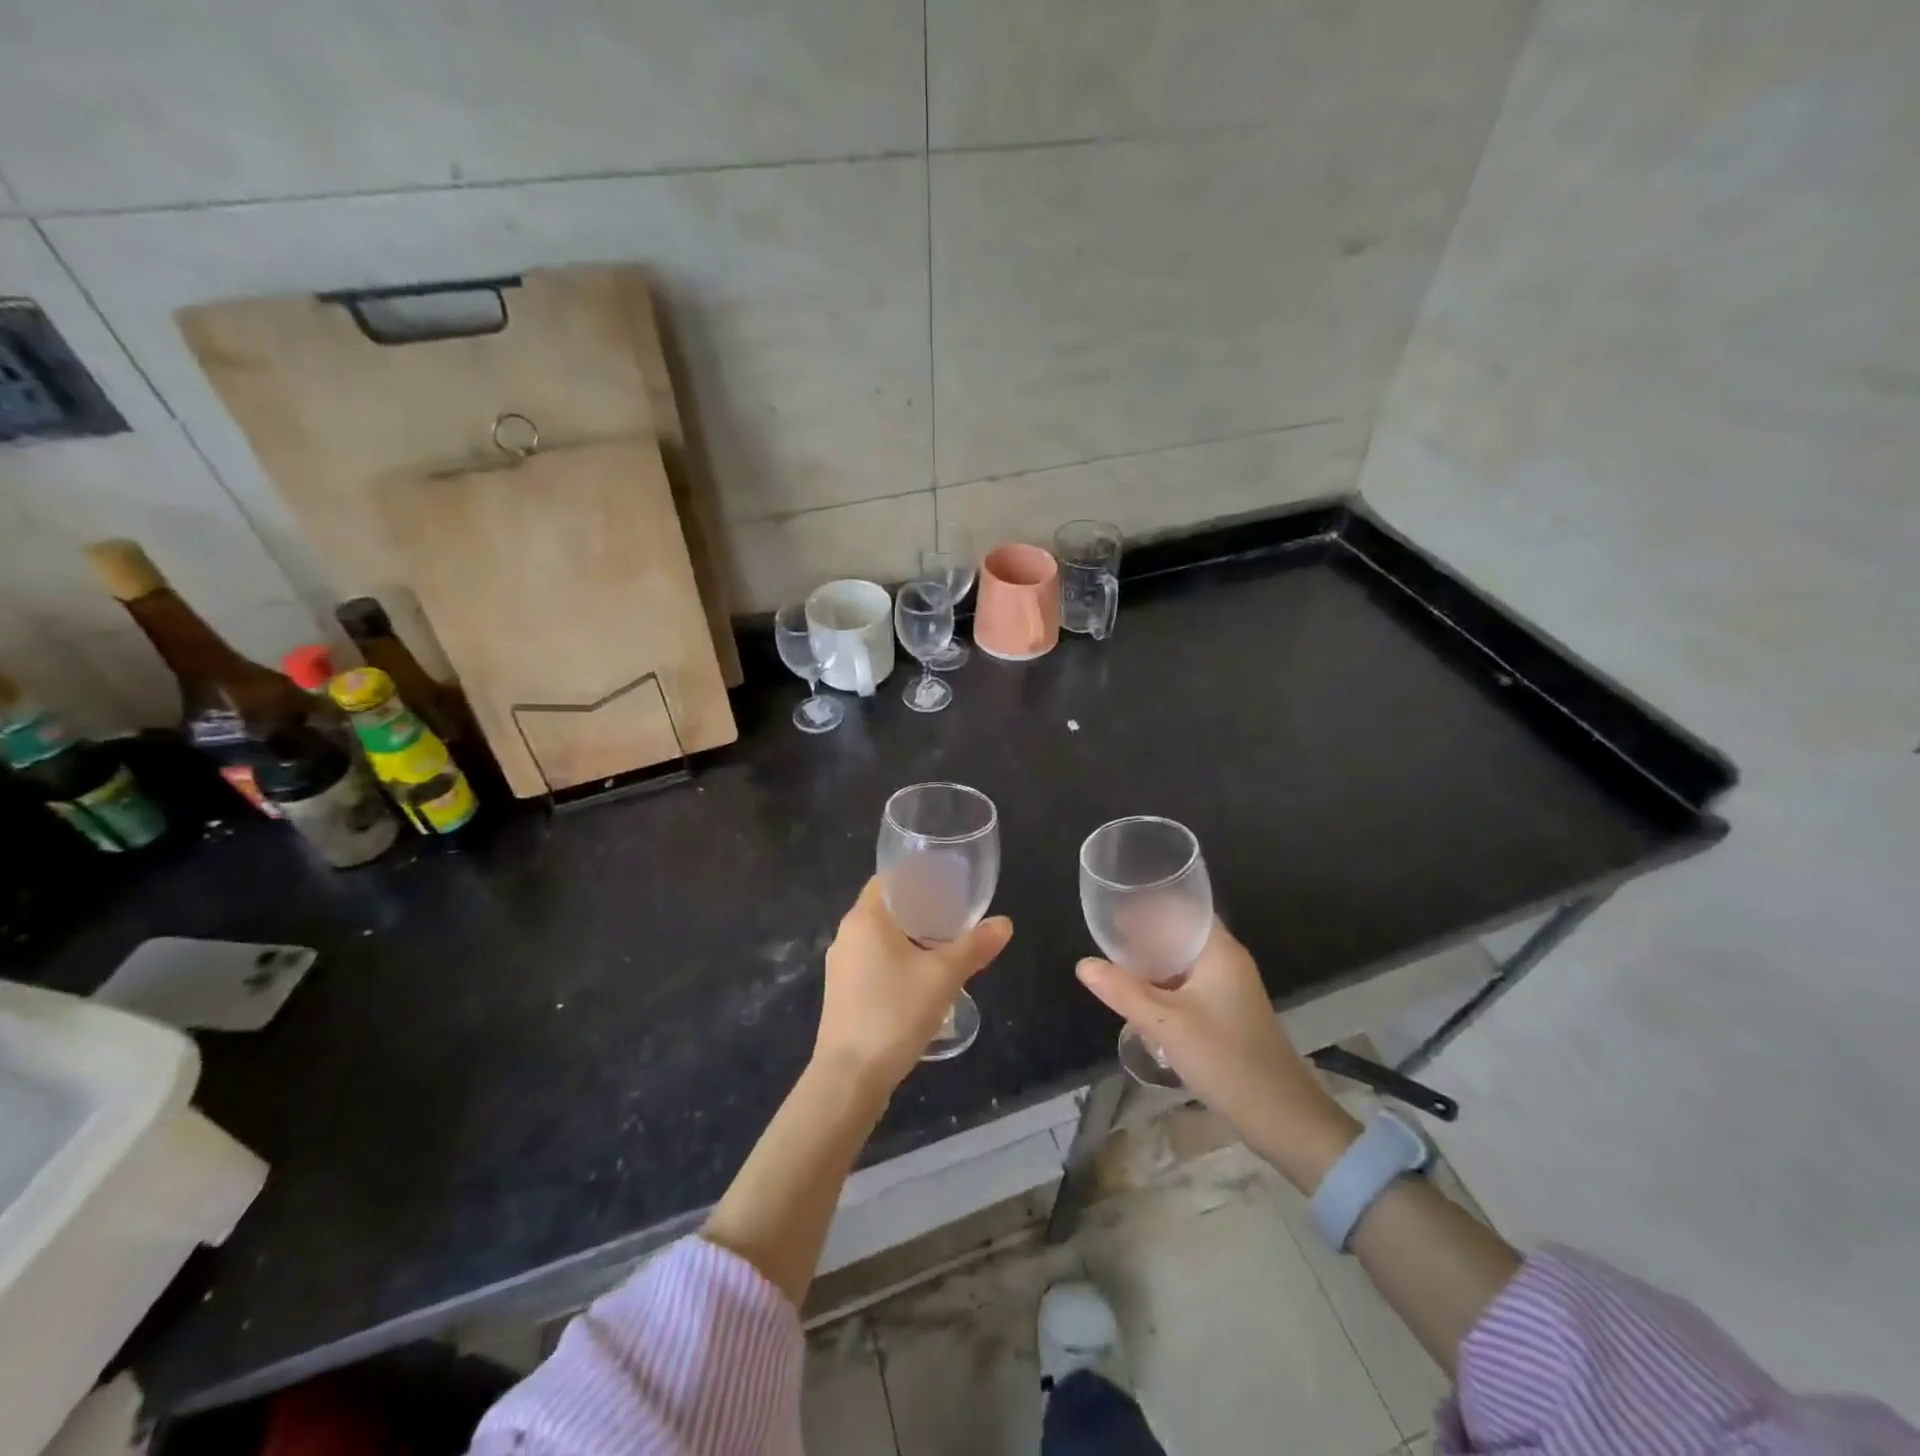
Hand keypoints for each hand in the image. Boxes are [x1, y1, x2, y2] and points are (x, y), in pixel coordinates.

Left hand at [816, 877, 1012, 1092]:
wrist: (849, 1079)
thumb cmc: (894, 1014)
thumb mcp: (943, 977)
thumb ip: (975, 947)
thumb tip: (1005, 923)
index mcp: (865, 919)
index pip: (889, 879)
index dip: (918, 876)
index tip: (948, 883)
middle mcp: (847, 935)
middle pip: (886, 908)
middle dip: (921, 909)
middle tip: (957, 914)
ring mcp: (841, 966)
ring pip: (880, 938)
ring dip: (910, 937)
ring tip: (946, 945)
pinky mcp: (843, 993)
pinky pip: (874, 961)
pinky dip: (898, 960)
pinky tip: (922, 978)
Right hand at [1077, 919, 1357, 1186]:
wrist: (1282, 1118)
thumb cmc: (1225, 1058)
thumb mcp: (1165, 1023)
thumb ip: (1123, 991)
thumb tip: (1083, 964)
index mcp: (1219, 951)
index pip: (1183, 909)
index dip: (1149, 904)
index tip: (1115, 906)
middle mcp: (1226, 962)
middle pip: (1179, 935)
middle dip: (1144, 935)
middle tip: (1106, 936)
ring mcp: (1228, 989)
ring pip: (1181, 964)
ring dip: (1152, 964)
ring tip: (1114, 965)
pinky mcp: (1226, 1014)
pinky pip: (1187, 987)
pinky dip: (1163, 987)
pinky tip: (1138, 999)